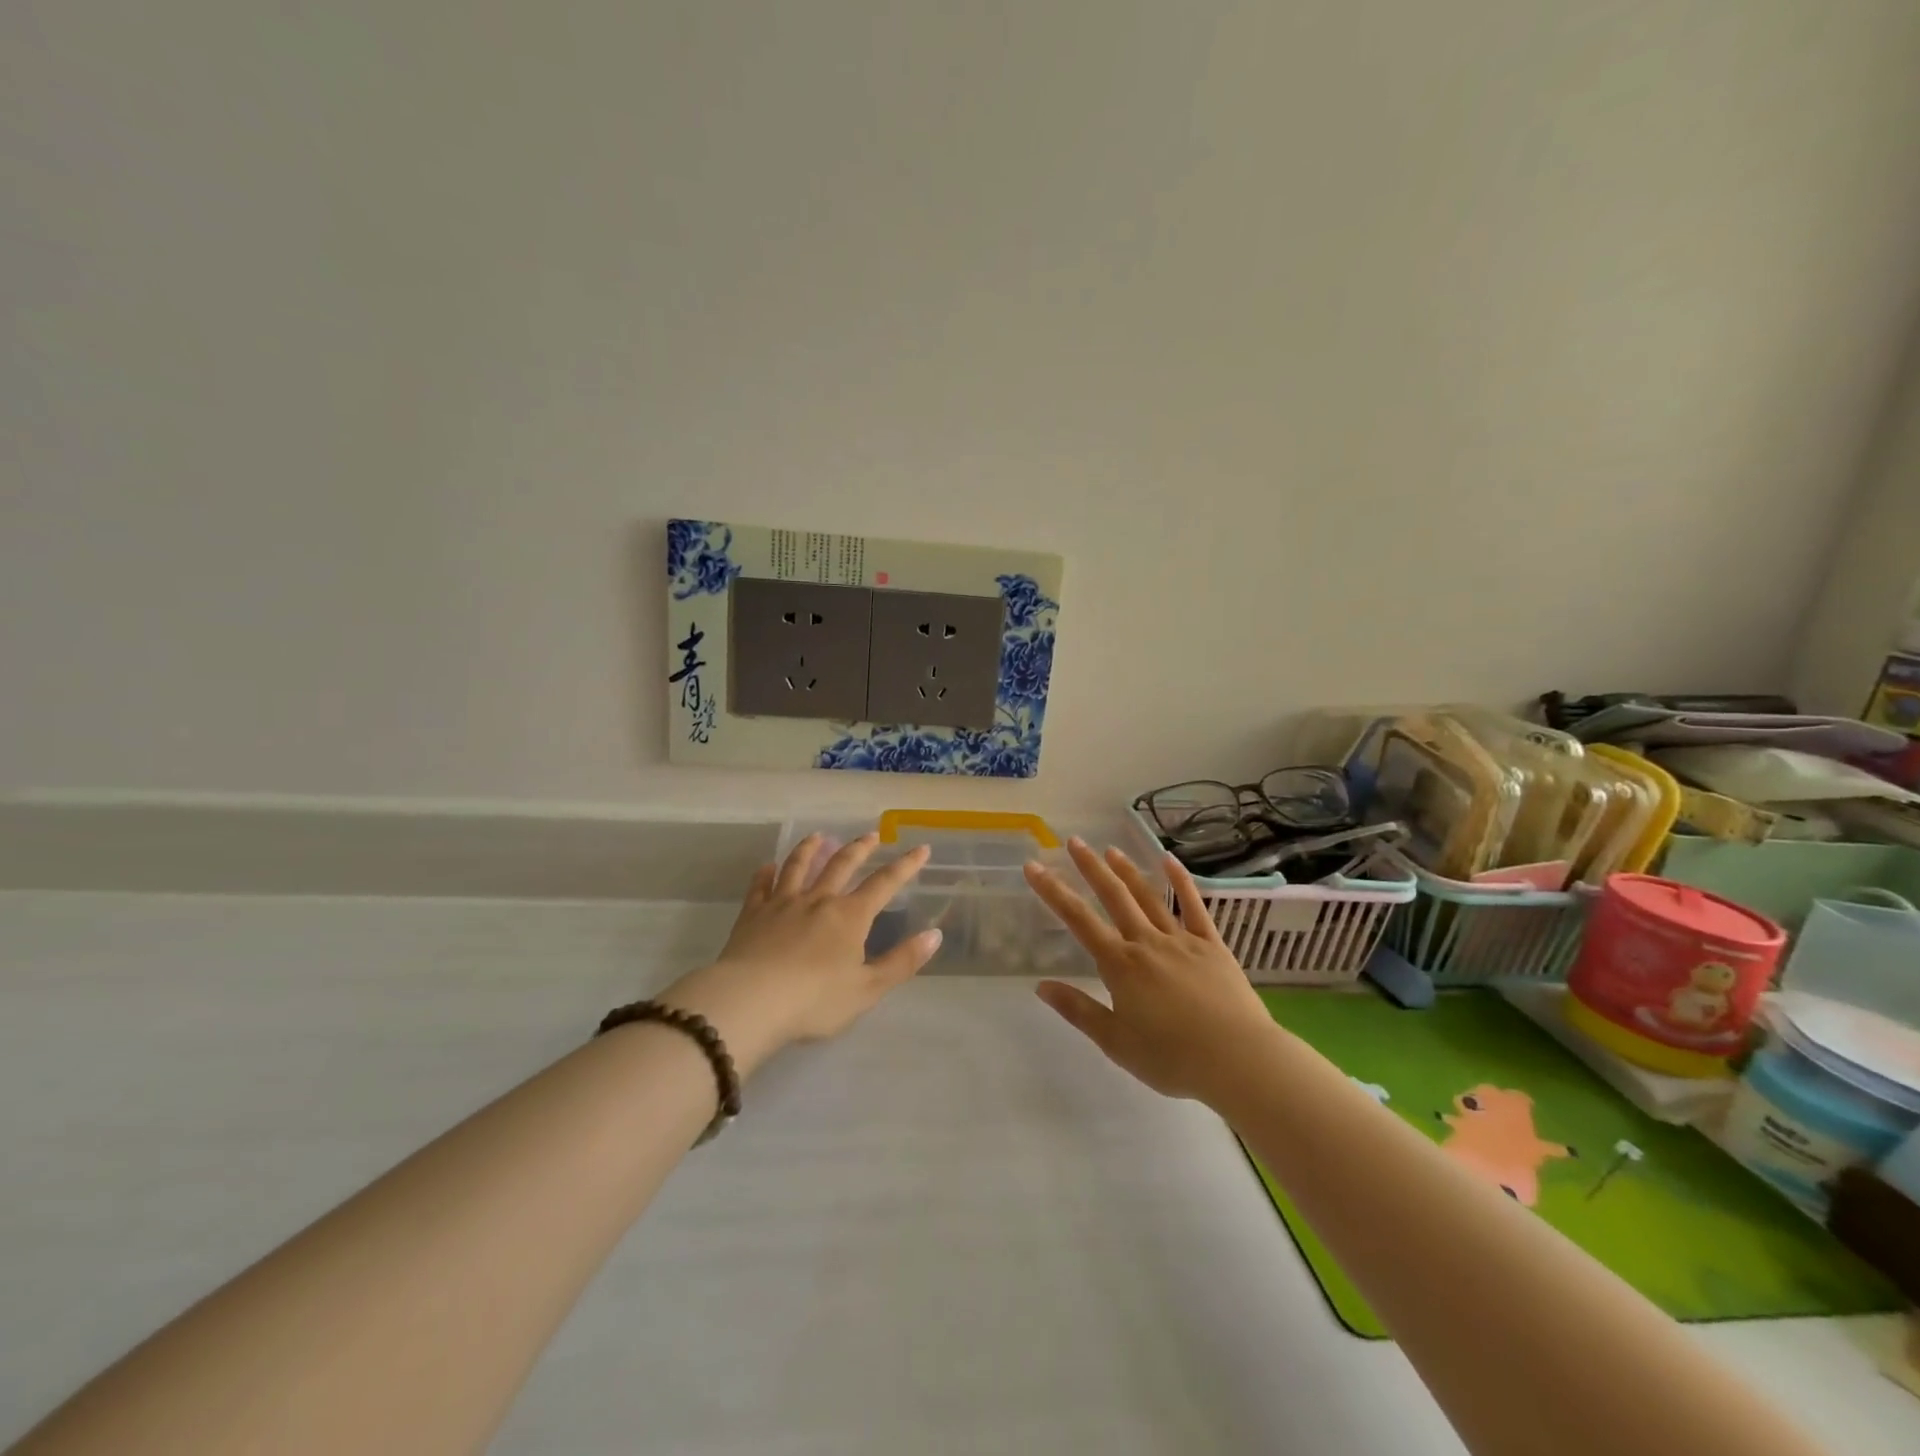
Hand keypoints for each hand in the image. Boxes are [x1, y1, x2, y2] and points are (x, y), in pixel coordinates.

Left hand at [662, 833, 939, 1073]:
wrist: (751, 1002)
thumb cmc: (815, 1001)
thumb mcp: (867, 989)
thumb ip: (902, 961)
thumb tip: (934, 934)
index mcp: (850, 916)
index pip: (884, 883)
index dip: (905, 865)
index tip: (921, 848)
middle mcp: (818, 900)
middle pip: (841, 865)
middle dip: (860, 848)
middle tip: (872, 834)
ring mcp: (782, 904)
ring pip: (798, 867)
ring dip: (810, 849)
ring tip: (819, 836)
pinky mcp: (752, 915)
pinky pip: (760, 887)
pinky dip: (765, 874)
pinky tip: (767, 867)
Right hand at [1025, 839, 1280, 1103]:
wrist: (1238, 1060)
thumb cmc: (1172, 1058)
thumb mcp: (1116, 1043)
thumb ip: (1079, 1010)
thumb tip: (1042, 985)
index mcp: (1120, 966)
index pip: (1078, 920)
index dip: (1053, 891)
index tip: (1034, 867)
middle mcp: (1147, 942)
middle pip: (1114, 897)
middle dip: (1091, 867)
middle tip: (1074, 841)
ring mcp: (1182, 940)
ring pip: (1149, 896)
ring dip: (1128, 870)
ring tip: (1110, 849)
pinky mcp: (1212, 945)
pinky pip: (1194, 906)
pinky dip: (1181, 881)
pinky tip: (1170, 860)